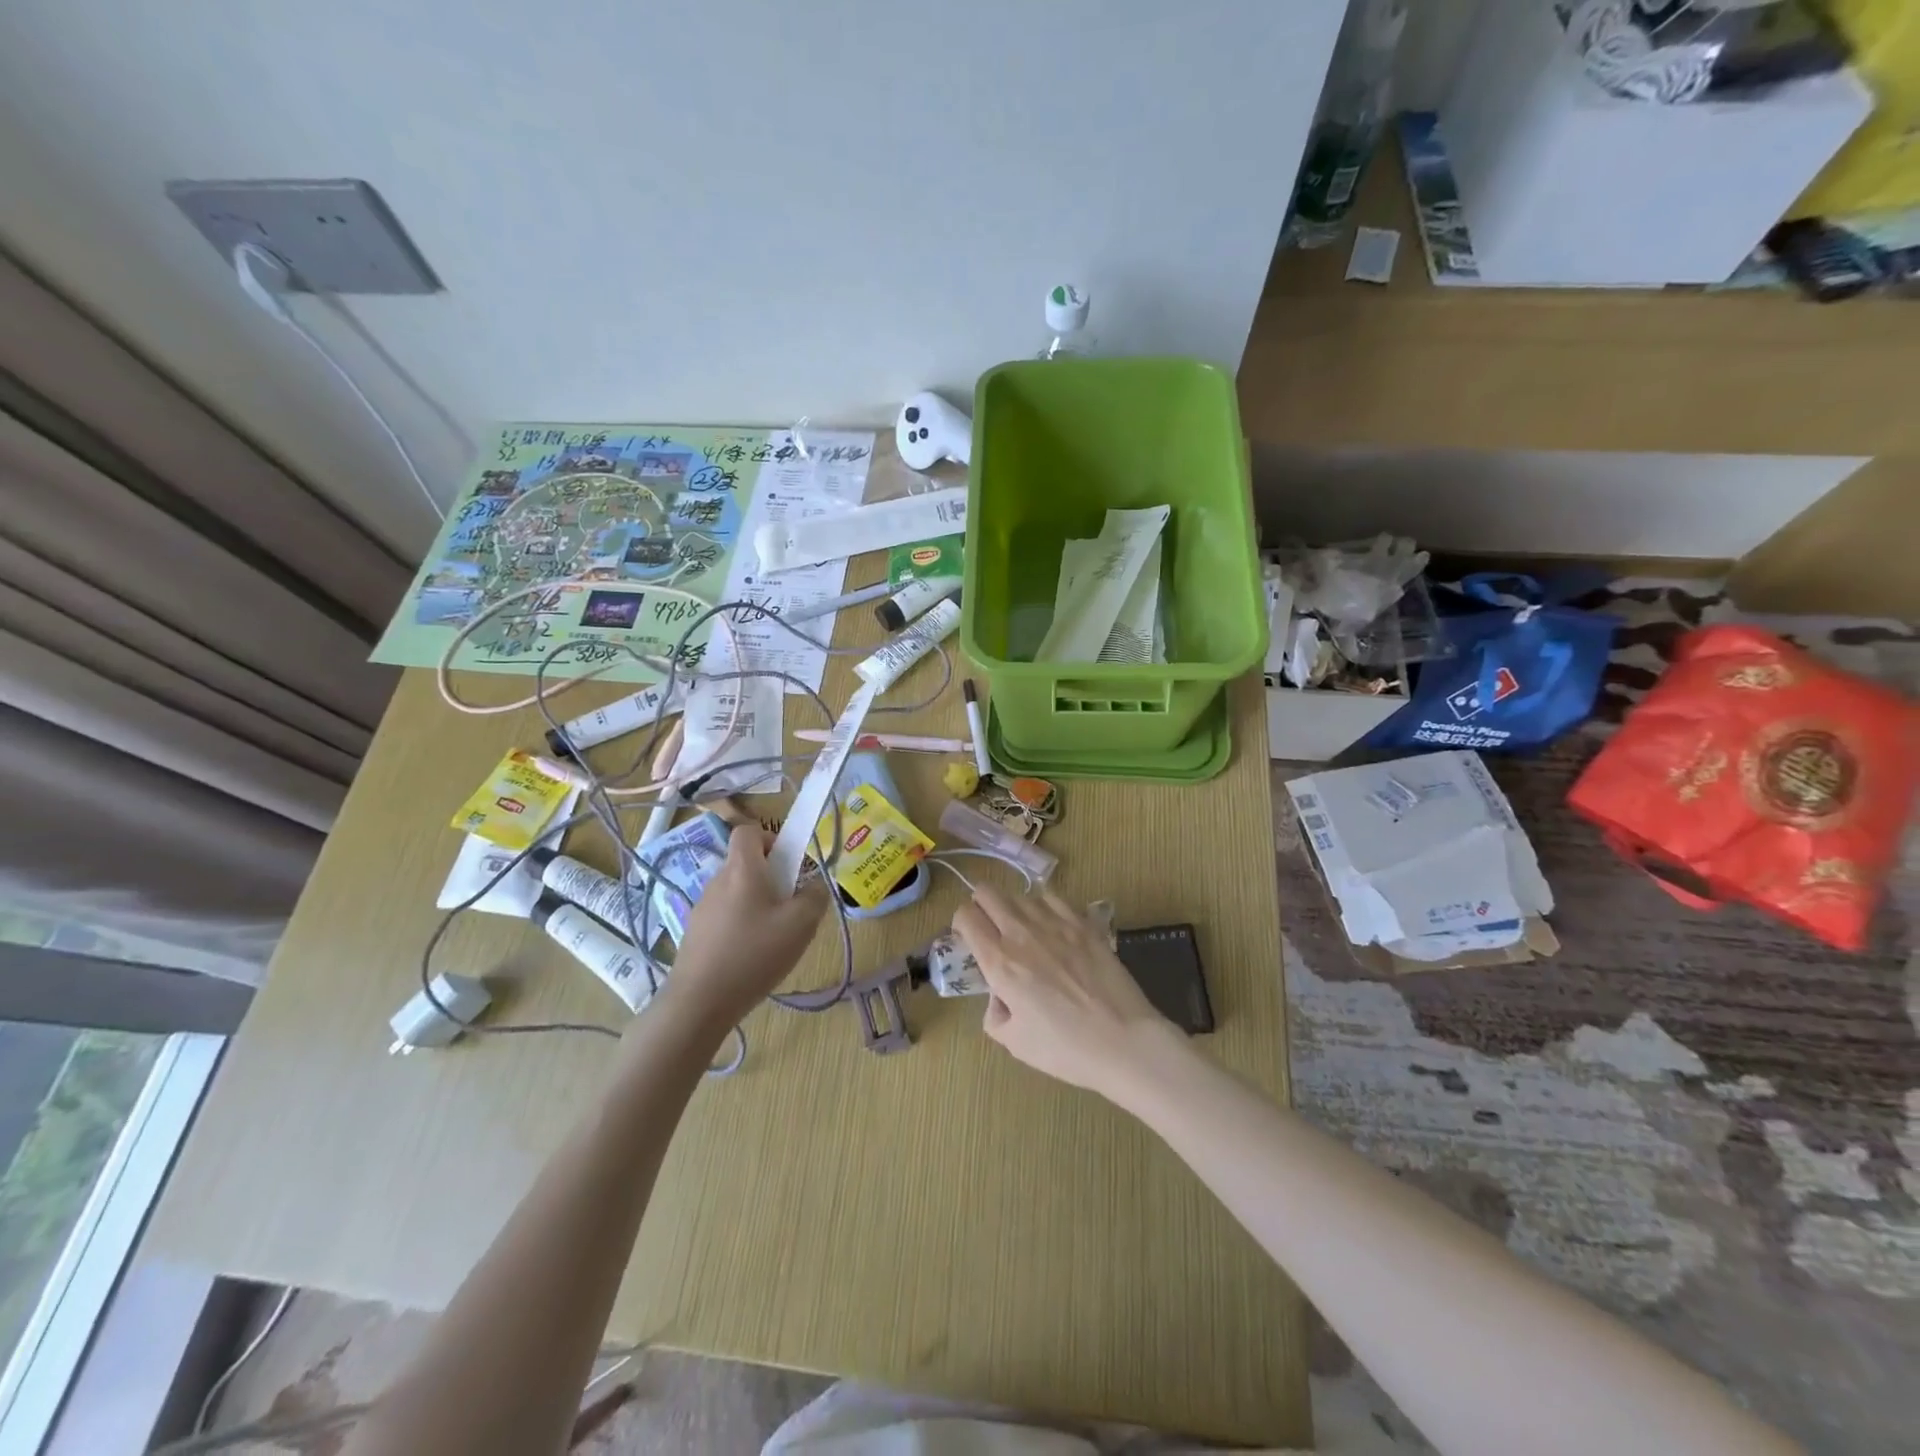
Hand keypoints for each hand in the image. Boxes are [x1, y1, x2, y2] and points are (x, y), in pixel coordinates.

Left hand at [666, 825, 827, 1027]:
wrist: (699, 1002)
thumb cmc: (754, 954)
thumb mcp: (801, 925)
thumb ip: (815, 897)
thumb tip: (814, 885)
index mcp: (742, 869)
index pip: (748, 831)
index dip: (771, 839)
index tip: (788, 865)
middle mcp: (717, 881)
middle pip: (745, 864)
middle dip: (771, 878)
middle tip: (790, 907)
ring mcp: (702, 908)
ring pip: (736, 892)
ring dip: (757, 904)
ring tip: (773, 937)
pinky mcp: (695, 933)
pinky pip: (725, 916)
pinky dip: (741, 926)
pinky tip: (751, 957)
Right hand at [952, 885, 1184, 1104]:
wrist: (1124, 1041)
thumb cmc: (1066, 1049)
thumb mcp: (1015, 1043)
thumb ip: (995, 1015)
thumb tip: (999, 996)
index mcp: (1000, 962)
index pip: (965, 916)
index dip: (961, 924)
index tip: (968, 939)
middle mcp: (1021, 932)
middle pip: (987, 891)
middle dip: (981, 905)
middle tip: (990, 928)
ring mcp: (1055, 922)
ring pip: (1020, 893)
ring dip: (1013, 907)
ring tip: (1024, 931)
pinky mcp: (1083, 922)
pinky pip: (1052, 897)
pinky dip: (1044, 906)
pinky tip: (1052, 927)